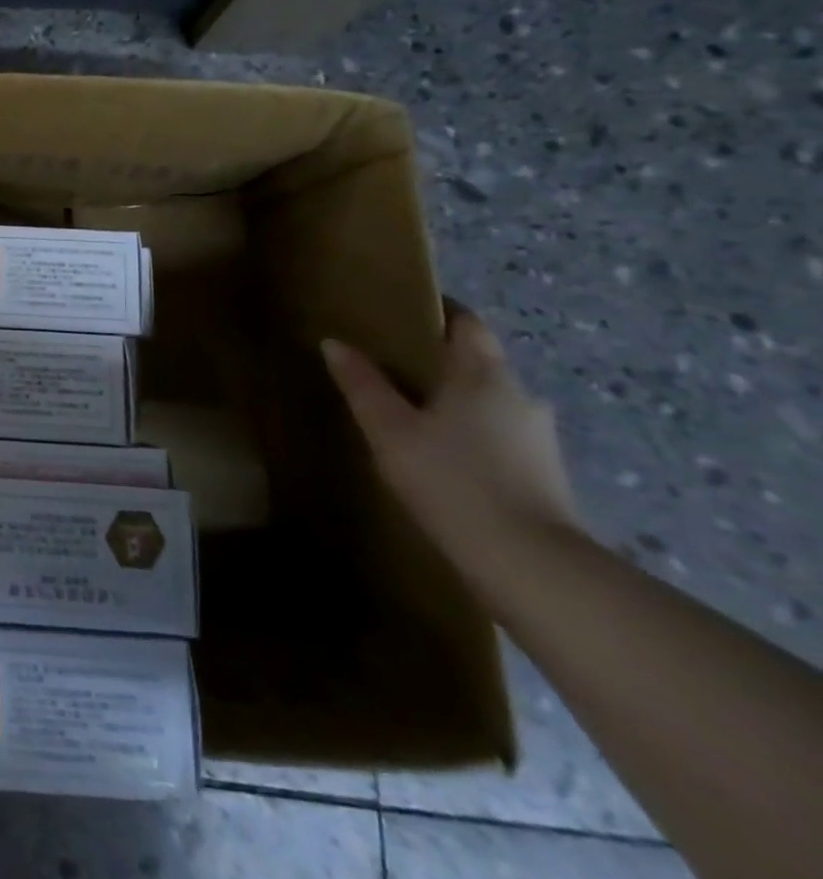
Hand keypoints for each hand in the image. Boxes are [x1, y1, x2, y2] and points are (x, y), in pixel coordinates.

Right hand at [321, 303, 583, 599]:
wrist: (531, 565)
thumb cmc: (453, 480)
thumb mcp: (390, 430)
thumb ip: (362, 384)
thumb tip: (334, 342)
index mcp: (483, 374)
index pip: (467, 324)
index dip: (438, 313)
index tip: (402, 313)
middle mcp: (520, 395)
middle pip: (479, 361)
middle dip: (441, 360)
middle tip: (394, 365)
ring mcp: (539, 437)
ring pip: (491, 401)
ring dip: (459, 401)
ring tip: (414, 414)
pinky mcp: (545, 474)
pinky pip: (501, 436)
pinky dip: (473, 434)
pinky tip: (445, 455)